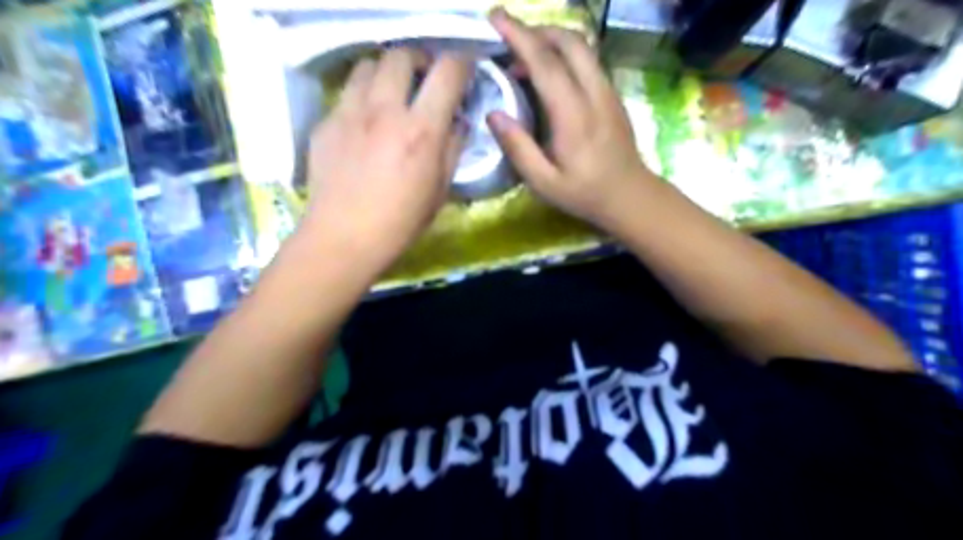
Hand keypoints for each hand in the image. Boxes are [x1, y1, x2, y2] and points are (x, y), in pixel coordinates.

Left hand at [304, 51, 470, 273]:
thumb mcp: (439, 190)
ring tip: (391, 93)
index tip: (465, 70)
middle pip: (401, 54)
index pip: (447, 72)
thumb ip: (453, 149)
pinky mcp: (325, 123)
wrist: (343, 238)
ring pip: (368, 65)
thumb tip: (457, 122)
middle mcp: (385, 110)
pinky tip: (365, 122)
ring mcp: (349, 113)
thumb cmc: (400, 223)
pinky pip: (346, 93)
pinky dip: (362, 97)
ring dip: (386, 73)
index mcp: (421, 130)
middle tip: (424, 79)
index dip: (462, 63)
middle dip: (419, 60)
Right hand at [487, 8, 657, 227]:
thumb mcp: (544, 182)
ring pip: (582, 47)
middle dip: (537, 30)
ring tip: (524, 59)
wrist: (631, 196)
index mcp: (573, 115)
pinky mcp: (613, 95)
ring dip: (552, 41)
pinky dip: (565, 55)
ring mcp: (608, 91)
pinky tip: (549, 77)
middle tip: (509, 40)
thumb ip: (518, 148)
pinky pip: (588, 61)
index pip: (545, 62)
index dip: (519, 35)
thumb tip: (493, 114)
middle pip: (569, 41)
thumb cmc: (584, 193)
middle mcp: (594, 93)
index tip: (496, 17)